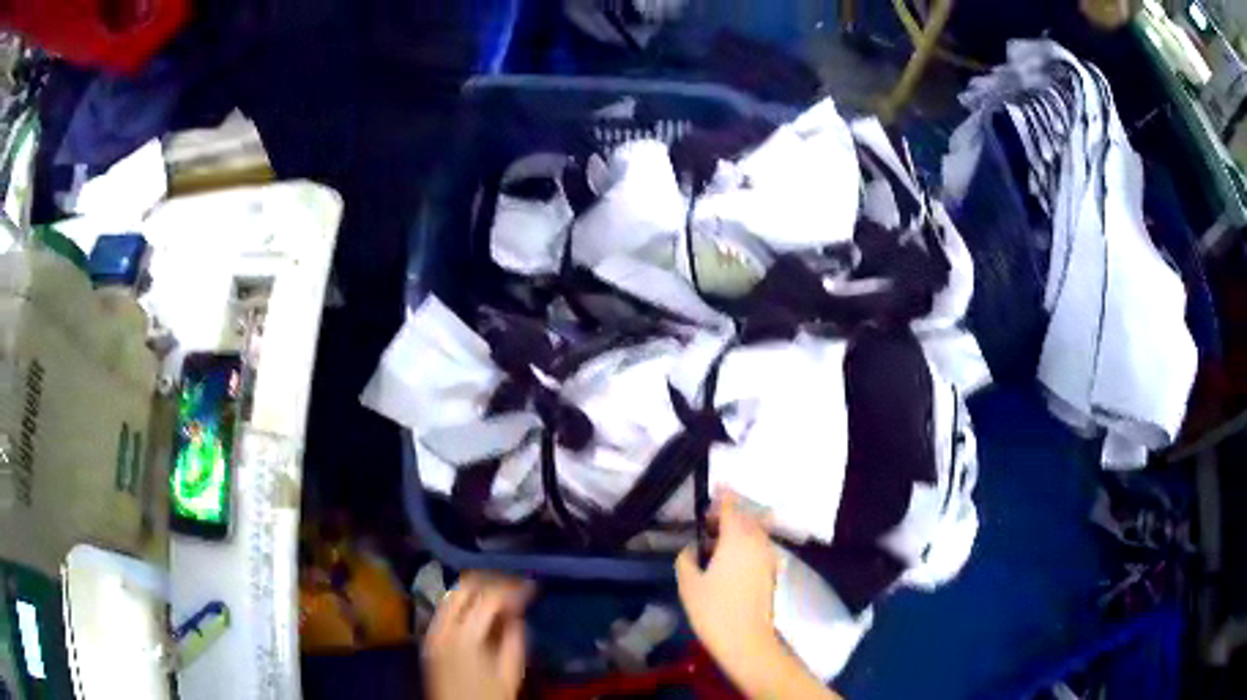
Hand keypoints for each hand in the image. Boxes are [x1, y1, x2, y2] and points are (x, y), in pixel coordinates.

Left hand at [422, 573, 533, 699]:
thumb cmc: (488, 698)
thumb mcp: (510, 674)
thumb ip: (514, 640)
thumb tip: (517, 614)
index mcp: (465, 636)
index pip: (488, 598)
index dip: (512, 589)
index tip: (531, 590)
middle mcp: (443, 627)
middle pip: (464, 588)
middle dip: (491, 582)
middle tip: (514, 587)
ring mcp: (432, 631)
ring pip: (451, 595)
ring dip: (476, 590)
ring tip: (500, 597)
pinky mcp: (429, 638)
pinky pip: (445, 610)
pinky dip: (463, 603)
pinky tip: (480, 612)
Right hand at [675, 491, 778, 668]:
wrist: (747, 640)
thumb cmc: (714, 610)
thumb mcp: (689, 584)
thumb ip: (687, 559)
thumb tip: (691, 548)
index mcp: (737, 539)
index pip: (731, 508)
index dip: (723, 496)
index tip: (716, 487)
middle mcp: (757, 542)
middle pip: (745, 518)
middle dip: (728, 515)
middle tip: (706, 524)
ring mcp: (768, 557)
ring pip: (754, 533)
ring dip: (737, 531)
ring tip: (714, 544)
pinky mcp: (771, 572)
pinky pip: (759, 548)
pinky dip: (745, 545)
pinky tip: (728, 562)